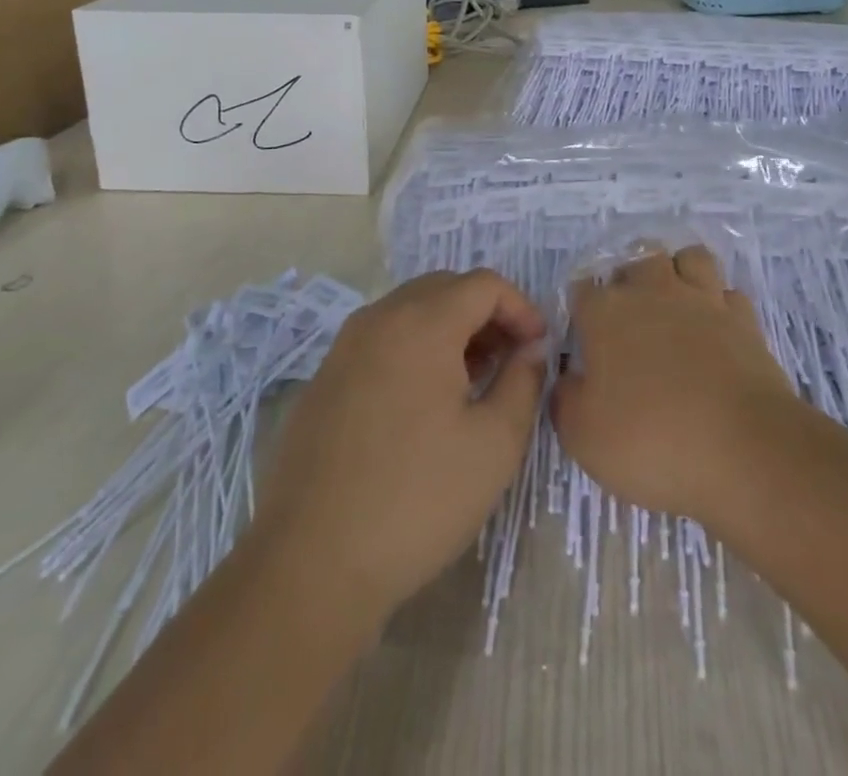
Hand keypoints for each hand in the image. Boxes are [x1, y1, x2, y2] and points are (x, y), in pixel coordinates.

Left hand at [246, 269, 547, 624]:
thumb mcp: (495, 443)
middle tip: (509, 360)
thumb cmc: (417, 499)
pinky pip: (381, 340)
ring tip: (472, 382)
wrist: (310, 564)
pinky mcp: (324, 378)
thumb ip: (524, 381)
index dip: (521, 308)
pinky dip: (415, 349)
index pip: (484, 284)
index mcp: (422, 323)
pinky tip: (424, 404)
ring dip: (450, 331)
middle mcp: (379, 319)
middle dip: (486, 314)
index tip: (537, 348)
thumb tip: (531, 348)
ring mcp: (344, 347)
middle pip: (445, 288)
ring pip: (411, 312)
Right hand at [551, 246, 799, 524]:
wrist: (743, 451)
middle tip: (629, 322)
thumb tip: (568, 379)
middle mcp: (653, 292)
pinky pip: (728, 293)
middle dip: (629, 279)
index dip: (581, 311)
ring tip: (674, 306)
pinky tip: (714, 328)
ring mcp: (703, 300)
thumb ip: (565, 400)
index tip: (584, 339)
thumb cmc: (651, 441)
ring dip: (678, 273)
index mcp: (606, 313)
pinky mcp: (744, 319)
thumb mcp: (583, 436)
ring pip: (689, 258)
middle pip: (637, 258)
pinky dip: (719, 304)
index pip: (582, 289)